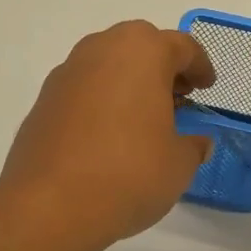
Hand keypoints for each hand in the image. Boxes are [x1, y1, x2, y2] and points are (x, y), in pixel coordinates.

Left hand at [0, 21, 215, 250]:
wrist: (51, 205)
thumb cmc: (129, 173)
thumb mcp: (178, 164)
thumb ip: (192, 146)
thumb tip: (196, 143)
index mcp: (142, 52)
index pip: (181, 46)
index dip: (199, 66)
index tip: (207, 86)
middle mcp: (101, 50)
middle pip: (139, 46)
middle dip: (162, 67)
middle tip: (177, 97)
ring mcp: (66, 74)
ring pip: (107, 64)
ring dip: (128, 82)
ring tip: (143, 118)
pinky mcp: (43, 102)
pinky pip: (83, 90)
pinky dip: (101, 102)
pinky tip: (108, 136)